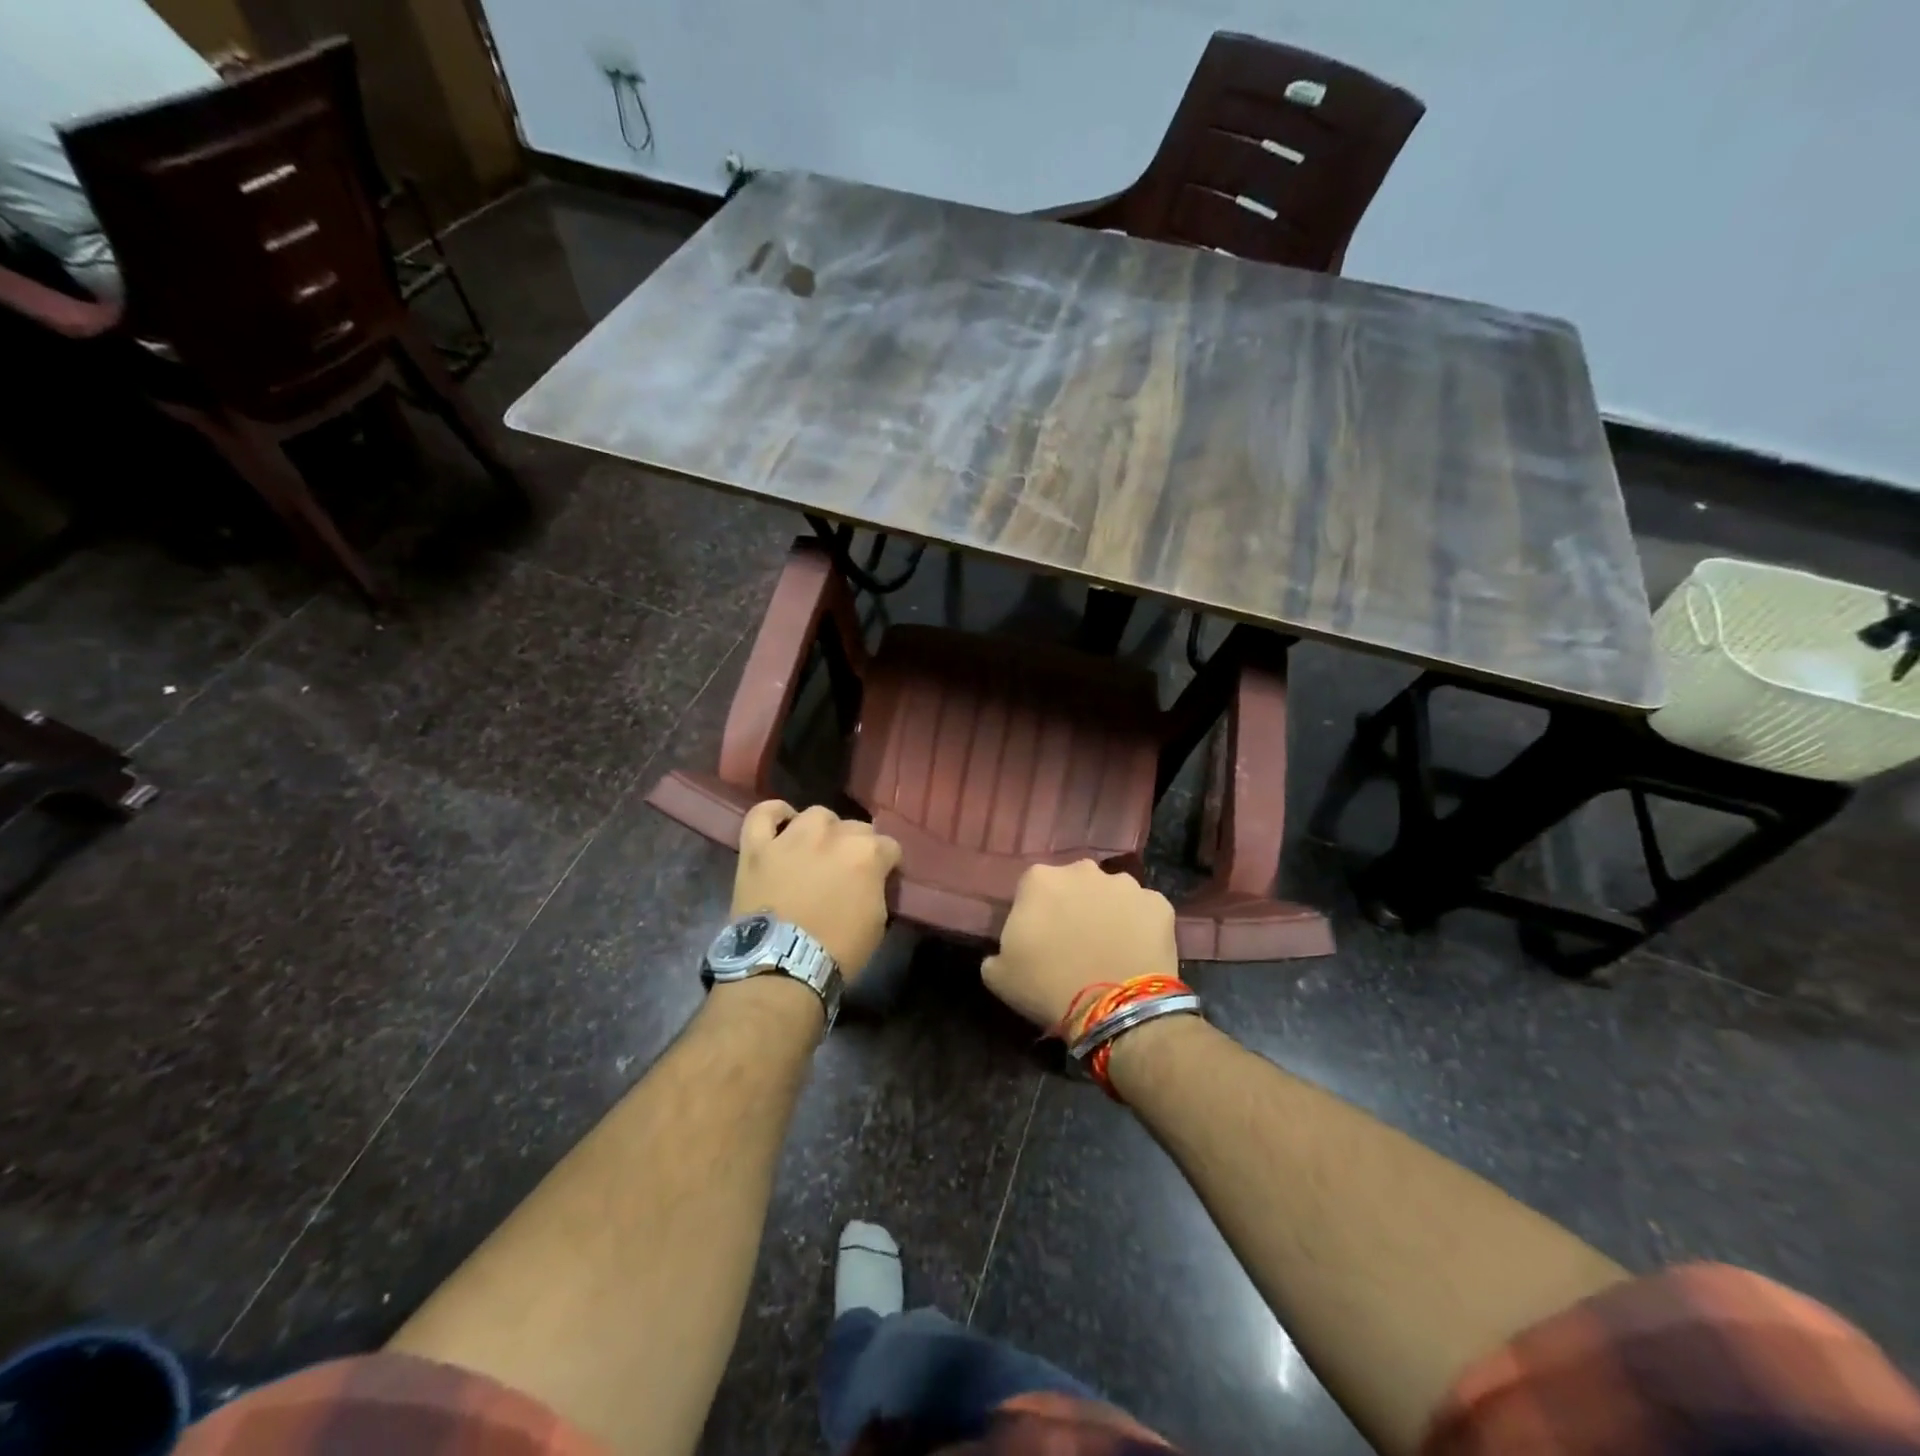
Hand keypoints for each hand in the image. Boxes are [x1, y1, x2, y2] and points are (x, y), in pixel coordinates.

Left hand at [733, 802, 901, 977]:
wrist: (782, 966)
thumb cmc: (838, 950)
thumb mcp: (877, 921)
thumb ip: (877, 888)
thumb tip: (871, 880)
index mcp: (867, 853)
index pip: (889, 847)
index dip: (886, 865)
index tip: (881, 880)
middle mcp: (832, 835)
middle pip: (855, 827)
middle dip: (856, 847)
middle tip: (847, 872)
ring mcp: (792, 837)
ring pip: (816, 815)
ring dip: (822, 830)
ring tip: (817, 850)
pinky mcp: (758, 847)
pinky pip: (762, 814)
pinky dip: (774, 814)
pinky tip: (782, 823)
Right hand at [981, 860, 1178, 1029]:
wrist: (1115, 1008)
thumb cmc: (1048, 987)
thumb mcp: (999, 975)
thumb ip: (998, 951)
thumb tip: (1005, 950)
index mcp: (1039, 879)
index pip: (1031, 889)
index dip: (1036, 913)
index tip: (1039, 939)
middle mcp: (1082, 870)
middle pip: (1074, 884)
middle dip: (1073, 906)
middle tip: (1075, 942)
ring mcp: (1125, 884)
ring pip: (1111, 895)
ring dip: (1107, 913)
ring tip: (1109, 948)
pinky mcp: (1158, 903)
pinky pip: (1144, 911)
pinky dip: (1140, 926)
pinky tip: (1136, 952)